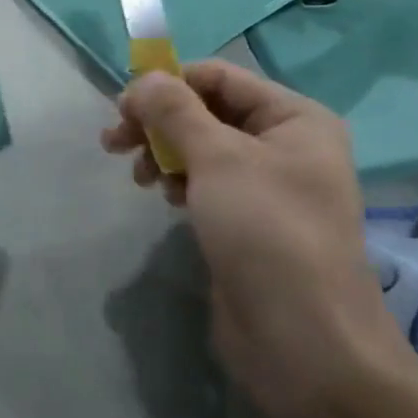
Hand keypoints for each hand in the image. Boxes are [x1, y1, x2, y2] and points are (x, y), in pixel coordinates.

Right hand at [101, 61, 415, 417]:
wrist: (303, 341)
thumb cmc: (266, 232)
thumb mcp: (218, 158)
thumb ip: (175, 110)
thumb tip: (143, 78)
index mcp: (294, 118)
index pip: (219, 77)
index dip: (168, 84)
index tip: (121, 108)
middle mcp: (285, 145)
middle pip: (206, 111)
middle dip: (159, 122)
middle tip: (114, 141)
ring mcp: (267, 186)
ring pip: (201, 148)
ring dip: (164, 152)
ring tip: (140, 178)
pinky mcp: (247, 222)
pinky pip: (205, 183)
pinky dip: (179, 182)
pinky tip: (165, 198)